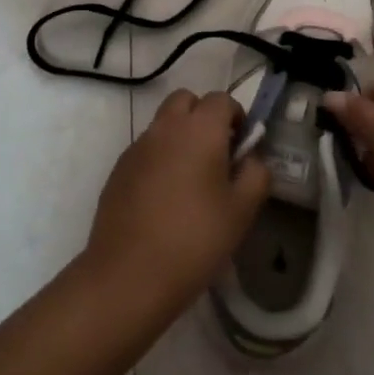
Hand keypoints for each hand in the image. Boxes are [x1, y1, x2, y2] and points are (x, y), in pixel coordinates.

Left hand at [82, 89, 270, 315]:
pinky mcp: (117, 170)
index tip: (242, 147)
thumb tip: (250, 158)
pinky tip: (165, 199)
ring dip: (180, 136)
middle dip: (203, 116)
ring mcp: (136, 148)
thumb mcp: (242, 210)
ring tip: (191, 180)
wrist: (129, 275)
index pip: (221, 99)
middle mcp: (164, 128)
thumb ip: (256, 174)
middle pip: (185, 100)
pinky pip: (145, 149)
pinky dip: (159, 158)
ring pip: (162, 124)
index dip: (236, 117)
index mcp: (199, 130)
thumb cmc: (196, 239)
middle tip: (217, 154)